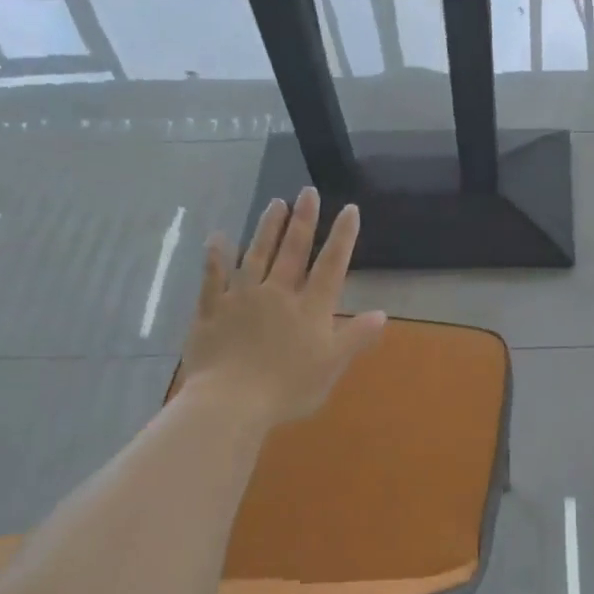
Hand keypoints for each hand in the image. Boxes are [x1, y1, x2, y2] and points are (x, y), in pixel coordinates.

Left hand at [182, 189, 386, 425]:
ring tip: (275, 203)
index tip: (349, 209)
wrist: (231, 401)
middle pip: (292, 250)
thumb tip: (381, 313)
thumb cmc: (288, 388)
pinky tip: (218, 238)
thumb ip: (355, 337)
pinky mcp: (211, 310)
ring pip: (256, 255)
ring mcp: (241, 298)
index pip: (331, 265)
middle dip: (303, 220)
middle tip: (307, 192)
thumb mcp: (332, 366)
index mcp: (310, 308)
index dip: (342, 236)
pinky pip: (213, 277)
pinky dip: (216, 257)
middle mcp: (277, 293)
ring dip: (267, 228)